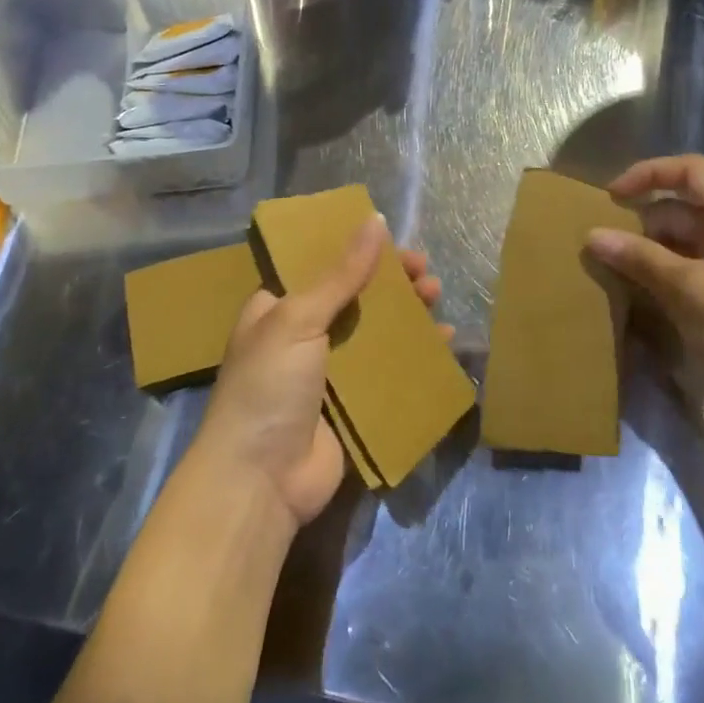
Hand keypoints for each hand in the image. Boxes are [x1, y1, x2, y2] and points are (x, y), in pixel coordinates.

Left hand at [191, 216, 447, 530]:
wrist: (260, 482)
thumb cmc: (269, 386)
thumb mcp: (299, 319)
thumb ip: (341, 273)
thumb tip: (375, 220)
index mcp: (279, 308)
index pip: (322, 266)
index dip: (357, 250)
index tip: (393, 240)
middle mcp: (303, 336)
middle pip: (355, 297)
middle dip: (391, 281)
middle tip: (424, 271)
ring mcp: (330, 373)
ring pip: (376, 332)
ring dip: (407, 313)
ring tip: (437, 297)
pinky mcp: (354, 406)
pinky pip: (390, 371)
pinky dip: (416, 355)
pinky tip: (443, 341)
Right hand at [585, 154, 703, 447]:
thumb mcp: (690, 289)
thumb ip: (641, 258)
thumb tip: (593, 235)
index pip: (691, 170)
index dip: (650, 173)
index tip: (613, 196)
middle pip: (681, 207)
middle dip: (642, 218)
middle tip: (603, 240)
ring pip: (680, 240)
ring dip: (646, 249)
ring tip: (610, 266)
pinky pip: (685, 269)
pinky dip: (658, 273)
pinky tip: (633, 290)